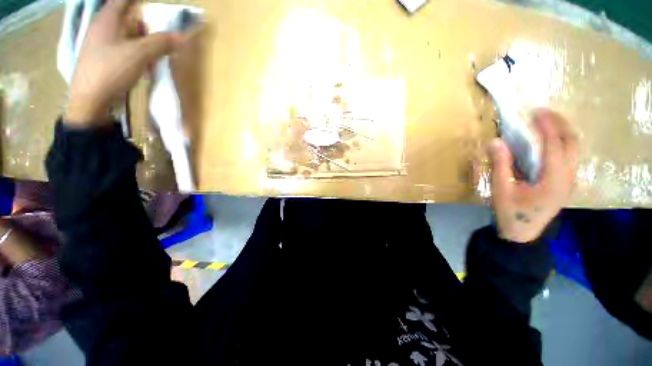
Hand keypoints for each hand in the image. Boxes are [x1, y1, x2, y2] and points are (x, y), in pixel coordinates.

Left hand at [65, 0, 186, 125]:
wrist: (90, 100)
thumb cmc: (111, 70)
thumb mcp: (139, 54)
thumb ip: (161, 43)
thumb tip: (183, 36)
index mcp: (107, 19)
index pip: (124, 0)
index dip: (138, 1)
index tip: (152, 6)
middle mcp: (102, 27)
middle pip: (126, 17)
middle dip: (144, 24)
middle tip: (158, 34)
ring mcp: (100, 44)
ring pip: (125, 34)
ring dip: (141, 41)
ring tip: (152, 54)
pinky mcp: (103, 59)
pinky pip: (122, 48)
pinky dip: (134, 53)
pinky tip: (142, 65)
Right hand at [487, 109, 577, 242]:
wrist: (522, 234)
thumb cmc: (511, 212)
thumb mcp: (501, 189)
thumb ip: (500, 165)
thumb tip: (495, 141)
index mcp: (554, 180)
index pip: (555, 145)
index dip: (547, 126)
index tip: (536, 112)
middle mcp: (568, 177)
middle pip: (573, 143)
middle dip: (561, 124)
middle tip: (543, 113)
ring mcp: (570, 181)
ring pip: (575, 149)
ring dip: (563, 131)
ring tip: (547, 121)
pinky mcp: (566, 183)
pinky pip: (570, 156)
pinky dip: (563, 142)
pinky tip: (550, 140)